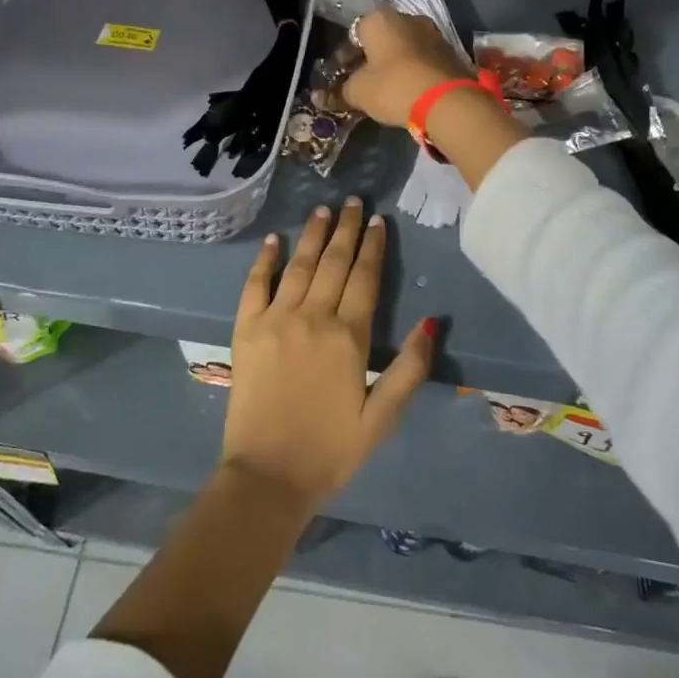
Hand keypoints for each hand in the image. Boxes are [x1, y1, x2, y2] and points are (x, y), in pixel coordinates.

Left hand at [222, 198, 434, 511]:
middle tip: (352, 201)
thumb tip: (432, 321)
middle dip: (345, 229)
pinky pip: (255, 285)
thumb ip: (410, 368)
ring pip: (299, 266)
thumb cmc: (331, 450)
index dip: (373, 247)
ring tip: (322, 209)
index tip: (377, 220)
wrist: (267, 475)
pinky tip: (274, 240)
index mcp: (349, 337)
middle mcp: (313, 317)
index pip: (365, 278)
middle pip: (333, 263)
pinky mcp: (246, 330)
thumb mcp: (382, 418)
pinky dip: (265, 260)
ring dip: (312, 234)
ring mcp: (275, 320)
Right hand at [341, 9, 470, 126]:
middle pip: (380, 38)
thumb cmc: (393, 86)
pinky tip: (407, 90)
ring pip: (403, 48)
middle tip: (360, 82)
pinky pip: (421, 59)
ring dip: (392, 64)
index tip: (339, 75)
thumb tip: (321, 98)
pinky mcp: (450, 52)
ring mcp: (433, 33)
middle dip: (369, 59)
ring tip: (384, 88)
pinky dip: (412, 71)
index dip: (343, 56)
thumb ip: (339, 93)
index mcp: (380, 20)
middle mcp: (407, 18)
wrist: (447, 100)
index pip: (353, 33)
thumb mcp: (359, 92)